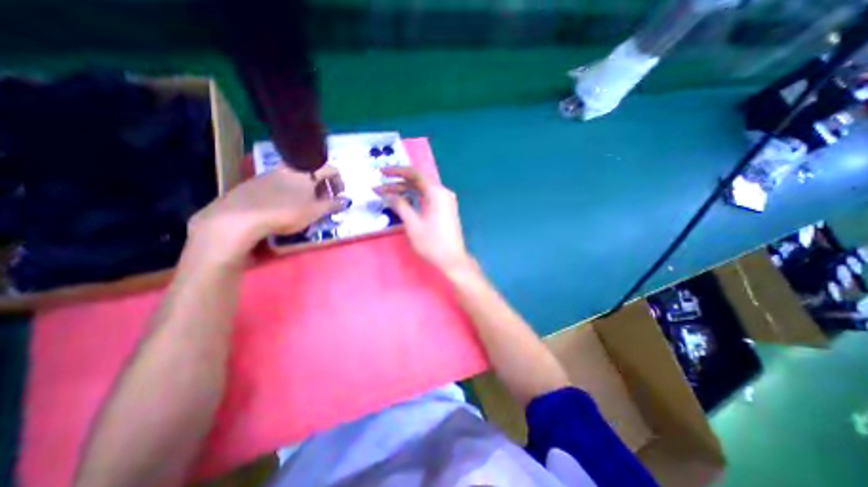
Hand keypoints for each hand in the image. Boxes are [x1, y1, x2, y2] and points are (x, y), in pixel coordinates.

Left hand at [186, 166, 346, 266]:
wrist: (240, 217)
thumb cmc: (286, 212)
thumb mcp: (315, 211)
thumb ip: (333, 205)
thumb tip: (347, 201)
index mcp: (306, 172)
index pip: (330, 169)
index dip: (339, 182)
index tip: (340, 196)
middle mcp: (289, 168)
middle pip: (313, 172)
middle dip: (324, 187)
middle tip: (325, 203)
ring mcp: (271, 174)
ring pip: (297, 178)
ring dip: (308, 189)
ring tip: (307, 206)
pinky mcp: (256, 182)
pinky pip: (282, 183)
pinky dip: (291, 192)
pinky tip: (286, 207)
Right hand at [376, 165, 470, 273]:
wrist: (452, 259)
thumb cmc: (432, 243)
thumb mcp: (413, 224)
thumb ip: (400, 205)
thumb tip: (387, 193)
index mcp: (437, 192)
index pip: (414, 174)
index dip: (396, 171)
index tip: (381, 172)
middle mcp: (443, 192)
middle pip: (419, 181)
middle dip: (399, 182)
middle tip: (381, 185)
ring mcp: (446, 201)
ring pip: (423, 190)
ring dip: (406, 190)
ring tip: (388, 193)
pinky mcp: (445, 209)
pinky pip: (428, 197)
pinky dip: (415, 197)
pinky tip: (404, 200)